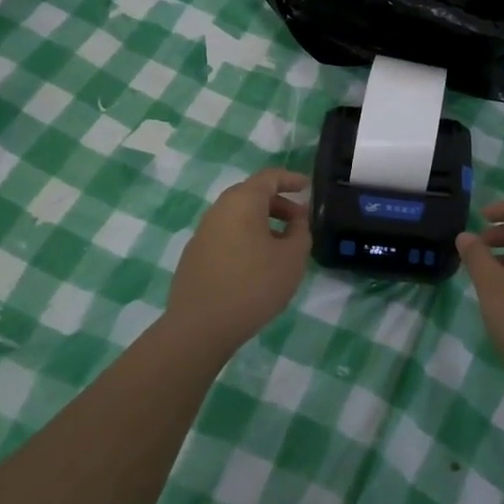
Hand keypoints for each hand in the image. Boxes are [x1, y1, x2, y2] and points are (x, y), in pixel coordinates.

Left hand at [166, 168, 311, 353]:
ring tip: (282, 247)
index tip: (308, 187)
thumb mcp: (291, 258)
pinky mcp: (195, 255)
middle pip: (252, 195)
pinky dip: (246, 239)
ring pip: (238, 217)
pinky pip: (227, 235)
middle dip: (278, 204)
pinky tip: (256, 266)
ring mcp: (203, 232)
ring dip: (263, 224)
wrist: (199, 327)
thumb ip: (300, 232)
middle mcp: (219, 209)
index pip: (269, 177)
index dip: (291, 179)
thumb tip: (297, 219)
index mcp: (242, 201)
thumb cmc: (253, 285)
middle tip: (299, 223)